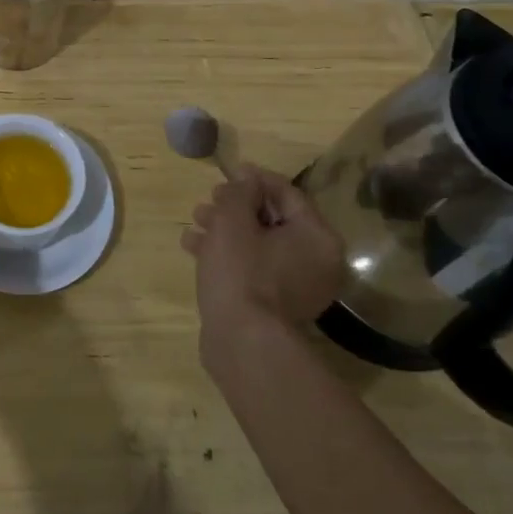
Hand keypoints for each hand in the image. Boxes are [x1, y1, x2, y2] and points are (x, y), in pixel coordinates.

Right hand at [180, 167, 344, 356]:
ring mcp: (299, 287)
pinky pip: (255, 268)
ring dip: (227, 229)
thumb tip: (247, 178)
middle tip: (209, 199)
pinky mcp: (276, 307)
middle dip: (236, 206)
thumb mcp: (233, 220)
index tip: (229, 171)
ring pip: (260, 245)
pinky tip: (194, 248)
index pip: (288, 193)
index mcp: (318, 237)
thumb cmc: (241, 270)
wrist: (241, 342)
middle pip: (274, 220)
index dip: (255, 178)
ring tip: (196, 221)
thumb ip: (240, 191)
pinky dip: (229, 255)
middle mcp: (318, 262)